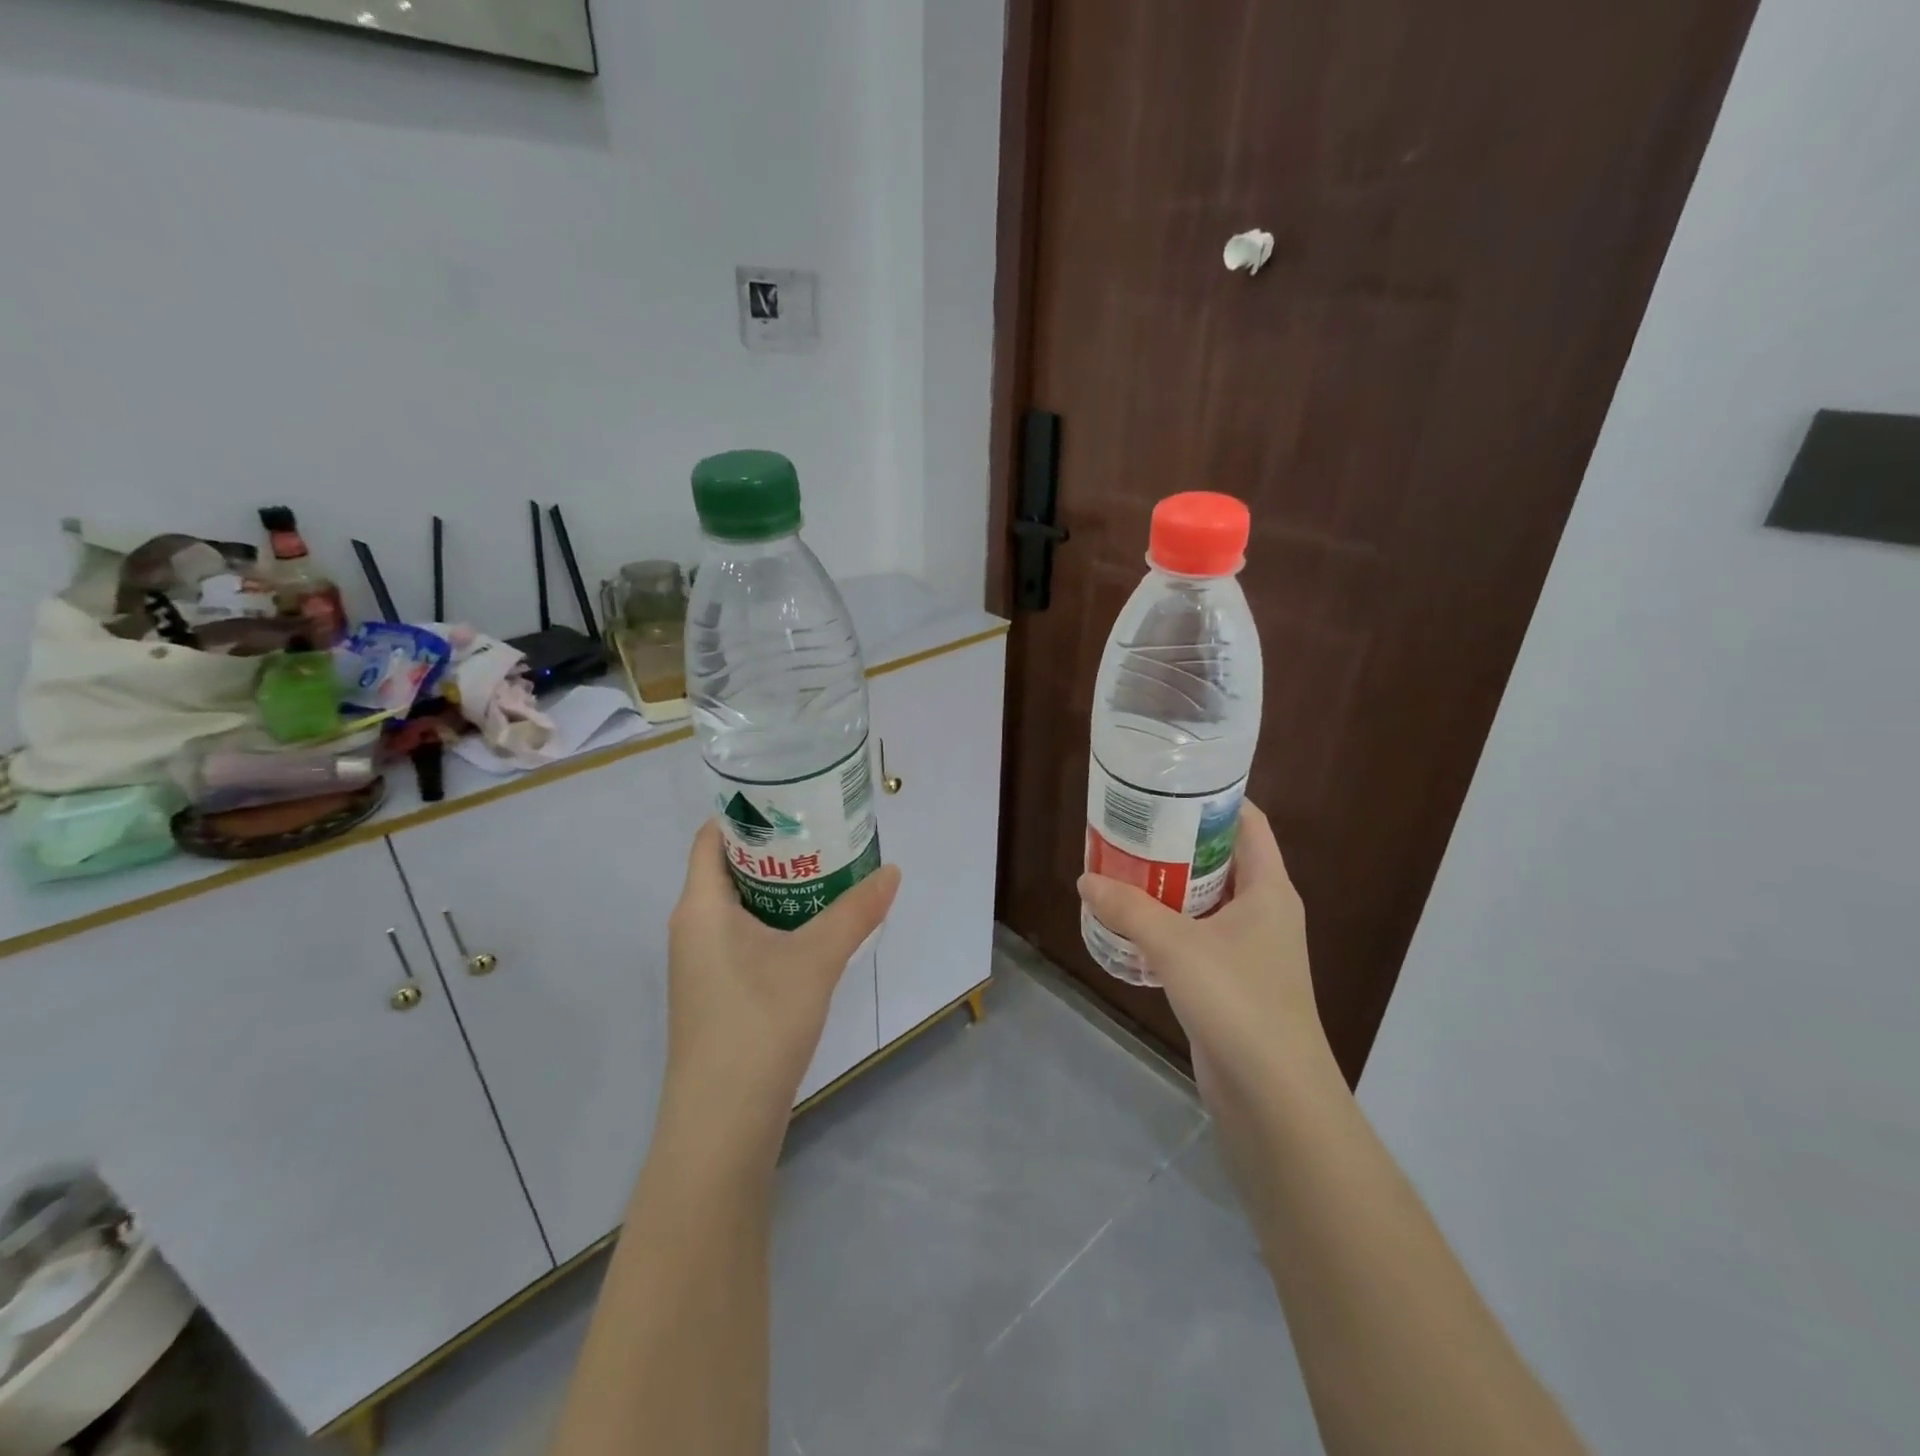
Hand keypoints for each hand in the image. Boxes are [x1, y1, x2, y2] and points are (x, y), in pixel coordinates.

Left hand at [663, 821, 900, 1144]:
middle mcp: (691, 927)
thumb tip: (892, 872)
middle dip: (775, 847)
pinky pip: (741, 936)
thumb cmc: (759, 1023)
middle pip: (728, 867)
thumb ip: (855, 912)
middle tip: (823, 831)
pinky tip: (812, 928)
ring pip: (738, 906)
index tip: (793, 799)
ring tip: (827, 870)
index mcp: (700, 906)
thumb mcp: (816, 960)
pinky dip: (774, 920)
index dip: (747, 812)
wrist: (722, 1123)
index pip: (712, 837)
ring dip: (778, 886)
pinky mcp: (714, 992)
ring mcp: (700, 964)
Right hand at [1077, 803, 1335, 1101]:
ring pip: (1205, 900)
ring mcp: (1249, 949)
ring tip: (1122, 866)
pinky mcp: (1231, 981)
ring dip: (1168, 885)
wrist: (1273, 1096)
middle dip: (1178, 841)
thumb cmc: (1238, 1001)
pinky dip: (1167, 924)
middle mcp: (1264, 912)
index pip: (1249, 823)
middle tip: (1131, 825)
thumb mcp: (1176, 945)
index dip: (1215, 798)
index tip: (1170, 785)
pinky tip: (1130, 923)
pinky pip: (1196, 936)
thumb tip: (1086, 879)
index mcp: (1268, 889)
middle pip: (1221, 858)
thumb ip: (1128, 908)